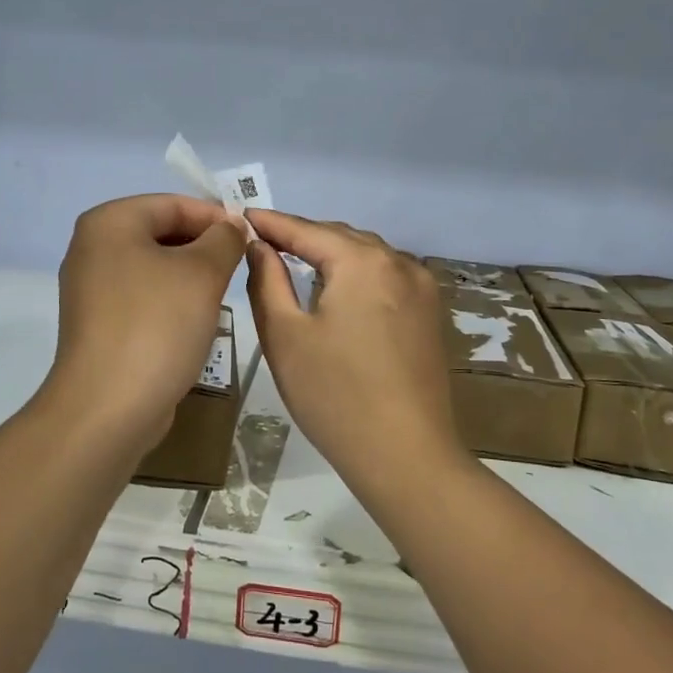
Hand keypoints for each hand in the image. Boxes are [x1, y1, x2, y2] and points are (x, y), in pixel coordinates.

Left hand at [42, 194, 247, 447]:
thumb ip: (224, 239)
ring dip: (191, 275)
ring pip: (155, 266)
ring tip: (223, 293)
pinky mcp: (98, 323)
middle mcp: (92, 248)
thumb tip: (232, 226)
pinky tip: (196, 321)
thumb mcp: (203, 273)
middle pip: (161, 232)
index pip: (173, 204)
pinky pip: (143, 296)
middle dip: (204, 246)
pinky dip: (171, 300)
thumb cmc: (156, 326)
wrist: (108, 408)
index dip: (216, 216)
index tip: (251, 238)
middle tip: (241, 266)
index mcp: (109, 223)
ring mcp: (91, 288)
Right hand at [244, 210, 465, 475]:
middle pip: (341, 237)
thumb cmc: (335, 395)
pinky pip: (387, 276)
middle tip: (263, 240)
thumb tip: (259, 246)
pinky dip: (357, 273)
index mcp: (363, 262)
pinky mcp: (430, 313)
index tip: (241, 215)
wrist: (406, 456)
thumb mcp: (285, 336)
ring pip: (367, 255)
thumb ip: (267, 280)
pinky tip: (339, 288)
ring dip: (332, 254)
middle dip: (302, 236)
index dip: (272, 223)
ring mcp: (422, 288)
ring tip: (296, 259)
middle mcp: (399, 262)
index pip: (307, 230)